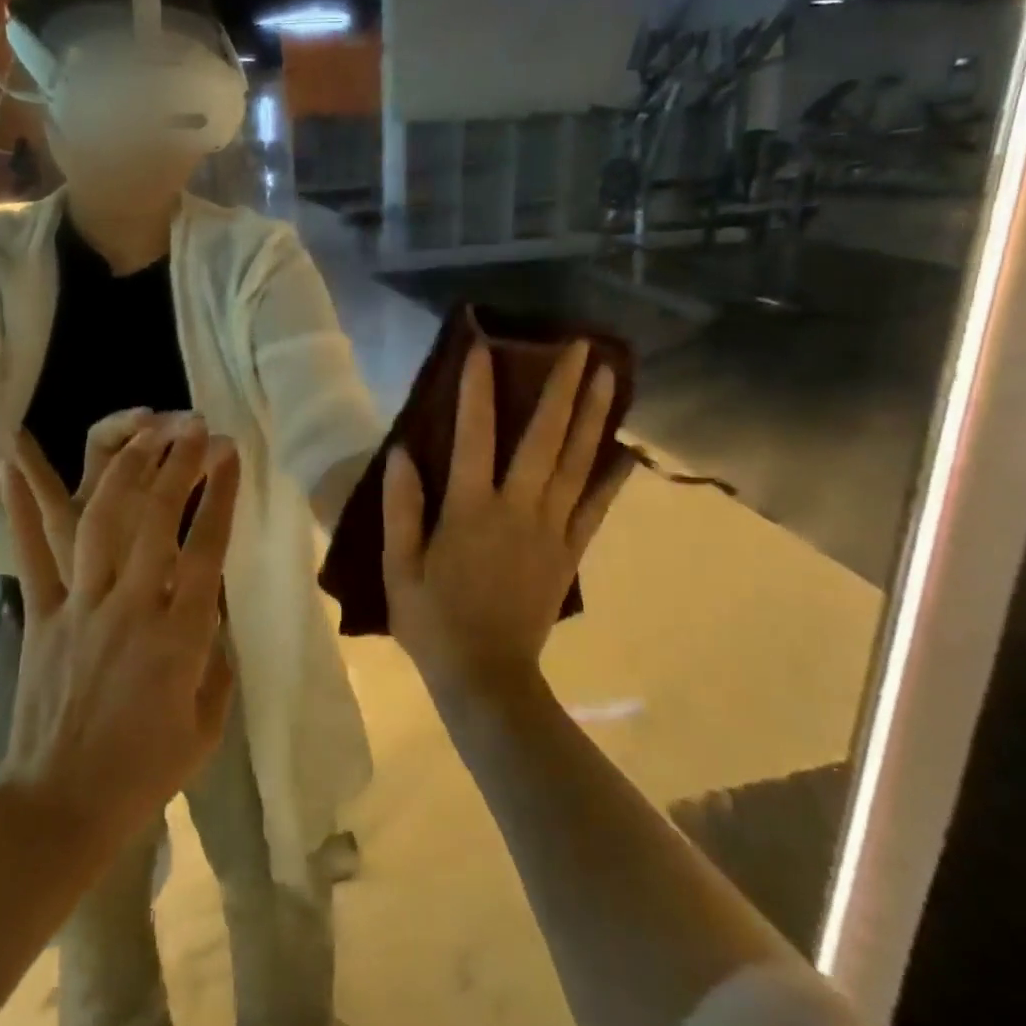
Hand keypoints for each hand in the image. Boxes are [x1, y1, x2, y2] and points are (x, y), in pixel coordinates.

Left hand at [0, 418, 239, 852]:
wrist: (60, 807)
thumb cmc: (144, 772)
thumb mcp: (208, 725)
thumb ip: (218, 663)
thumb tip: (213, 616)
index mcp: (179, 637)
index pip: (207, 548)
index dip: (220, 494)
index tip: (231, 454)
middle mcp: (131, 607)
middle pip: (157, 519)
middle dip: (179, 463)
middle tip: (195, 426)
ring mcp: (81, 606)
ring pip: (102, 521)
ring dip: (126, 469)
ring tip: (145, 431)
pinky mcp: (42, 615)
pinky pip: (32, 553)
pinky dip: (20, 504)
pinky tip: (12, 459)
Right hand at [381, 341, 630, 706]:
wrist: (487, 679)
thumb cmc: (433, 622)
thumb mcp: (399, 568)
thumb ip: (401, 509)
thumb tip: (403, 453)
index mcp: (470, 511)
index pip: (473, 436)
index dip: (477, 389)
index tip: (485, 347)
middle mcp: (517, 509)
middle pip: (543, 438)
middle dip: (561, 388)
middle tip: (580, 345)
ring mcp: (551, 530)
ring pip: (575, 463)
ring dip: (593, 417)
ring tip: (610, 376)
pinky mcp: (569, 553)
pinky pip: (594, 508)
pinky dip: (611, 478)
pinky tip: (626, 451)